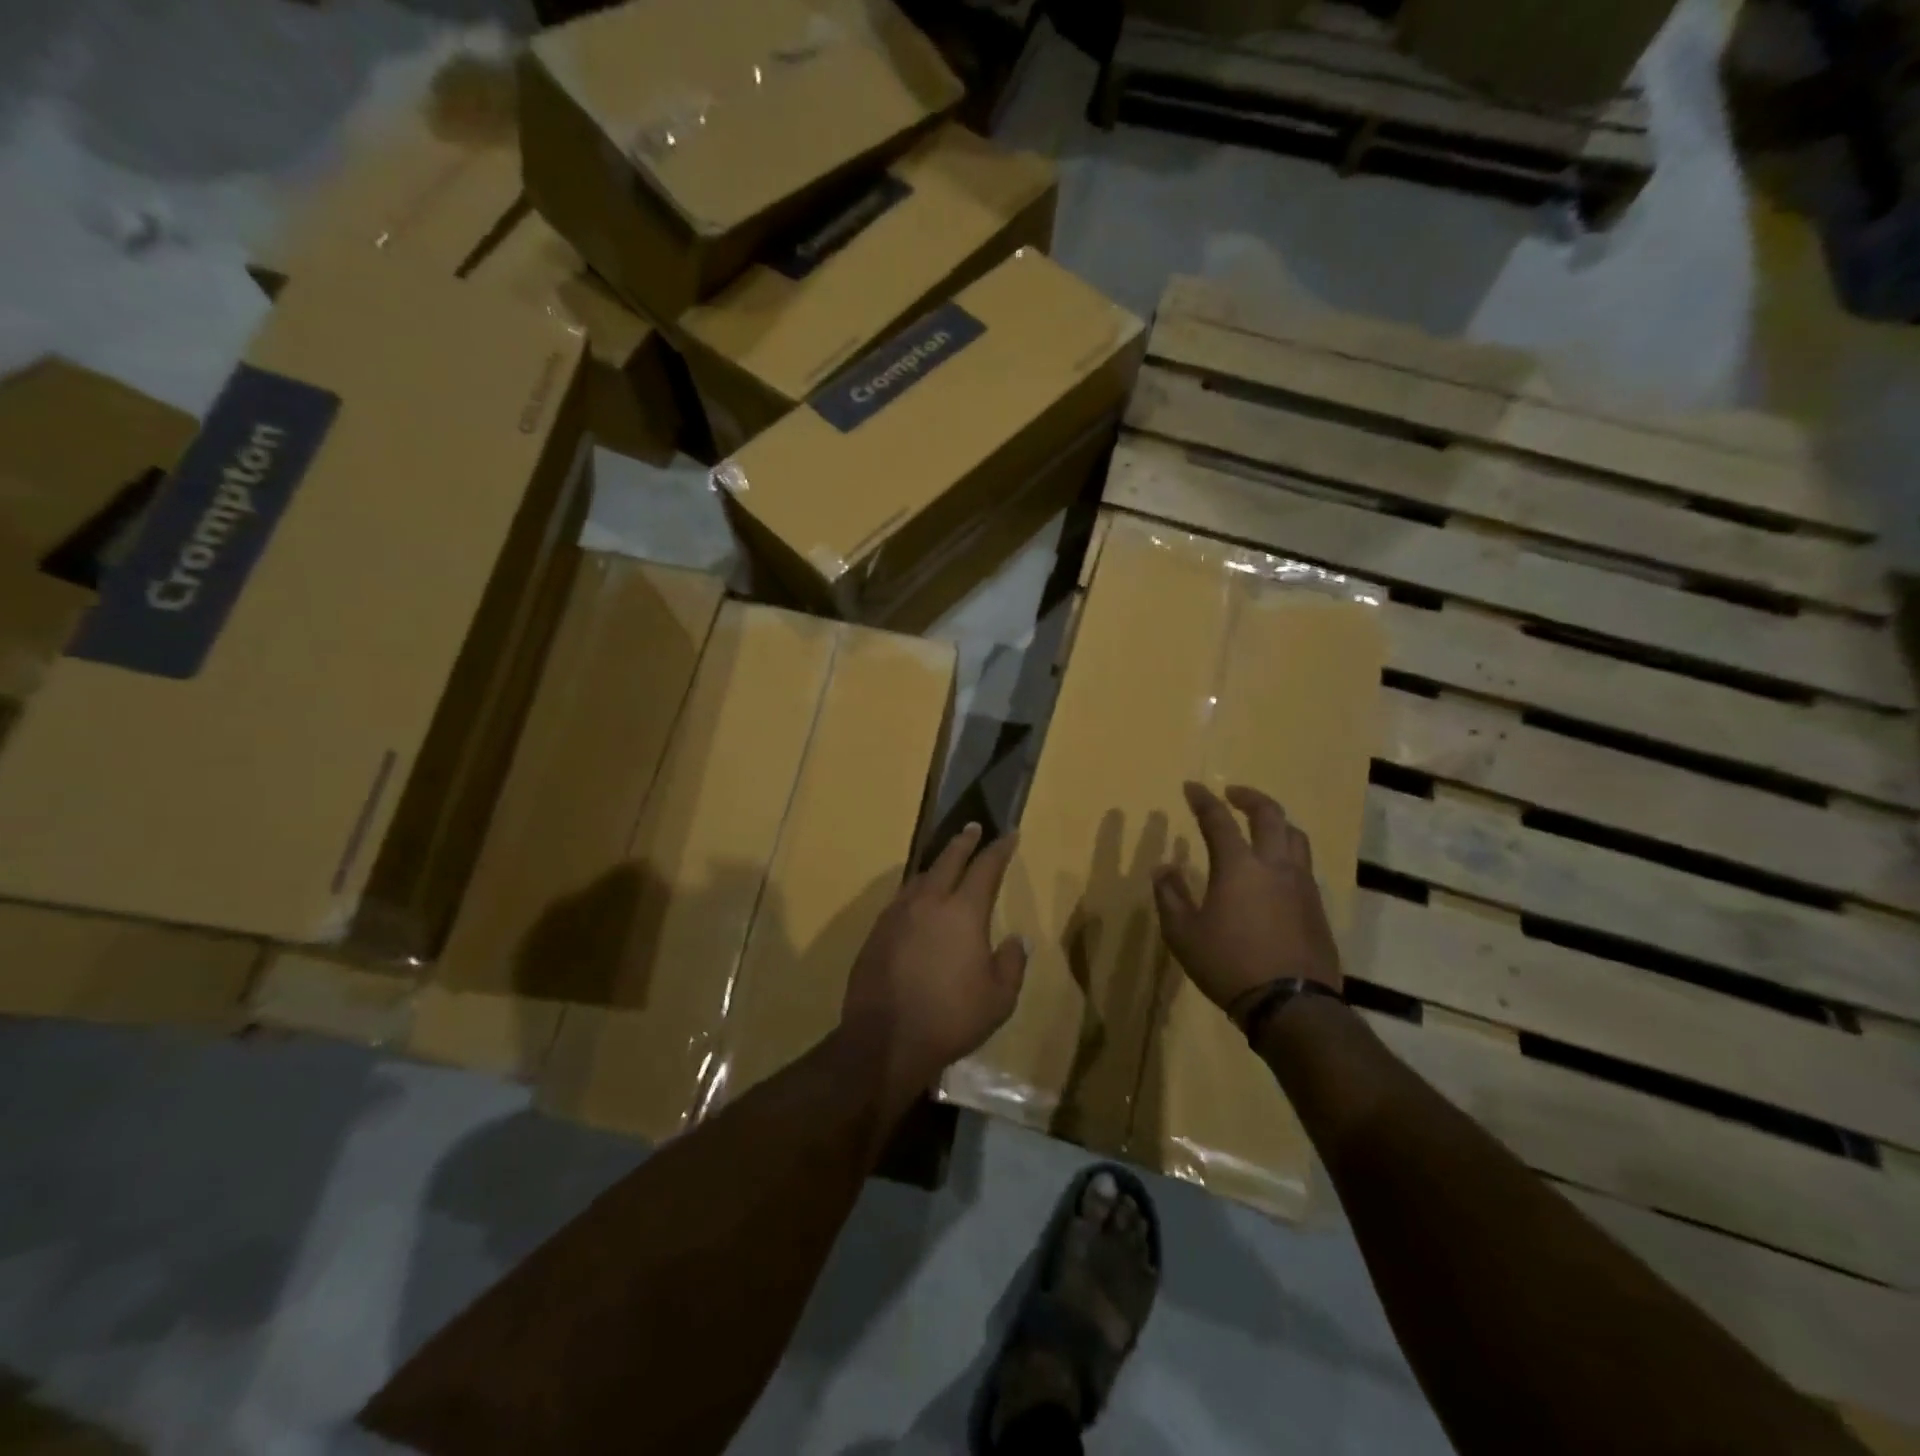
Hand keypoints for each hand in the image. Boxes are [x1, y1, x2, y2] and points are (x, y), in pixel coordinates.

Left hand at [838, 823, 1027, 1107]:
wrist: (884, 1039)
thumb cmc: (950, 1018)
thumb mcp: (999, 999)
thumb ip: (1012, 963)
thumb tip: (1015, 939)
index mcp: (962, 912)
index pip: (985, 868)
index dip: (999, 849)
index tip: (1008, 834)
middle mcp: (928, 902)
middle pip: (947, 860)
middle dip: (963, 842)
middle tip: (973, 828)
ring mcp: (897, 914)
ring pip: (920, 877)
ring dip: (936, 864)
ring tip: (946, 862)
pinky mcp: (877, 931)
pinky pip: (902, 899)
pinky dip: (916, 890)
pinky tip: (918, 902)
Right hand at [1153, 782, 1342, 1020]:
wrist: (1292, 1005)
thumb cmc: (1228, 965)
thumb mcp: (1183, 934)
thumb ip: (1170, 896)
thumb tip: (1163, 868)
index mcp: (1239, 866)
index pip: (1218, 819)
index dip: (1203, 800)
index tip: (1192, 787)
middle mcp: (1275, 866)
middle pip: (1270, 815)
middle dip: (1249, 797)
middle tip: (1233, 793)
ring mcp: (1302, 885)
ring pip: (1295, 837)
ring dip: (1276, 822)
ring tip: (1261, 827)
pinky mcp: (1317, 907)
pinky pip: (1304, 865)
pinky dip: (1287, 854)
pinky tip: (1276, 872)